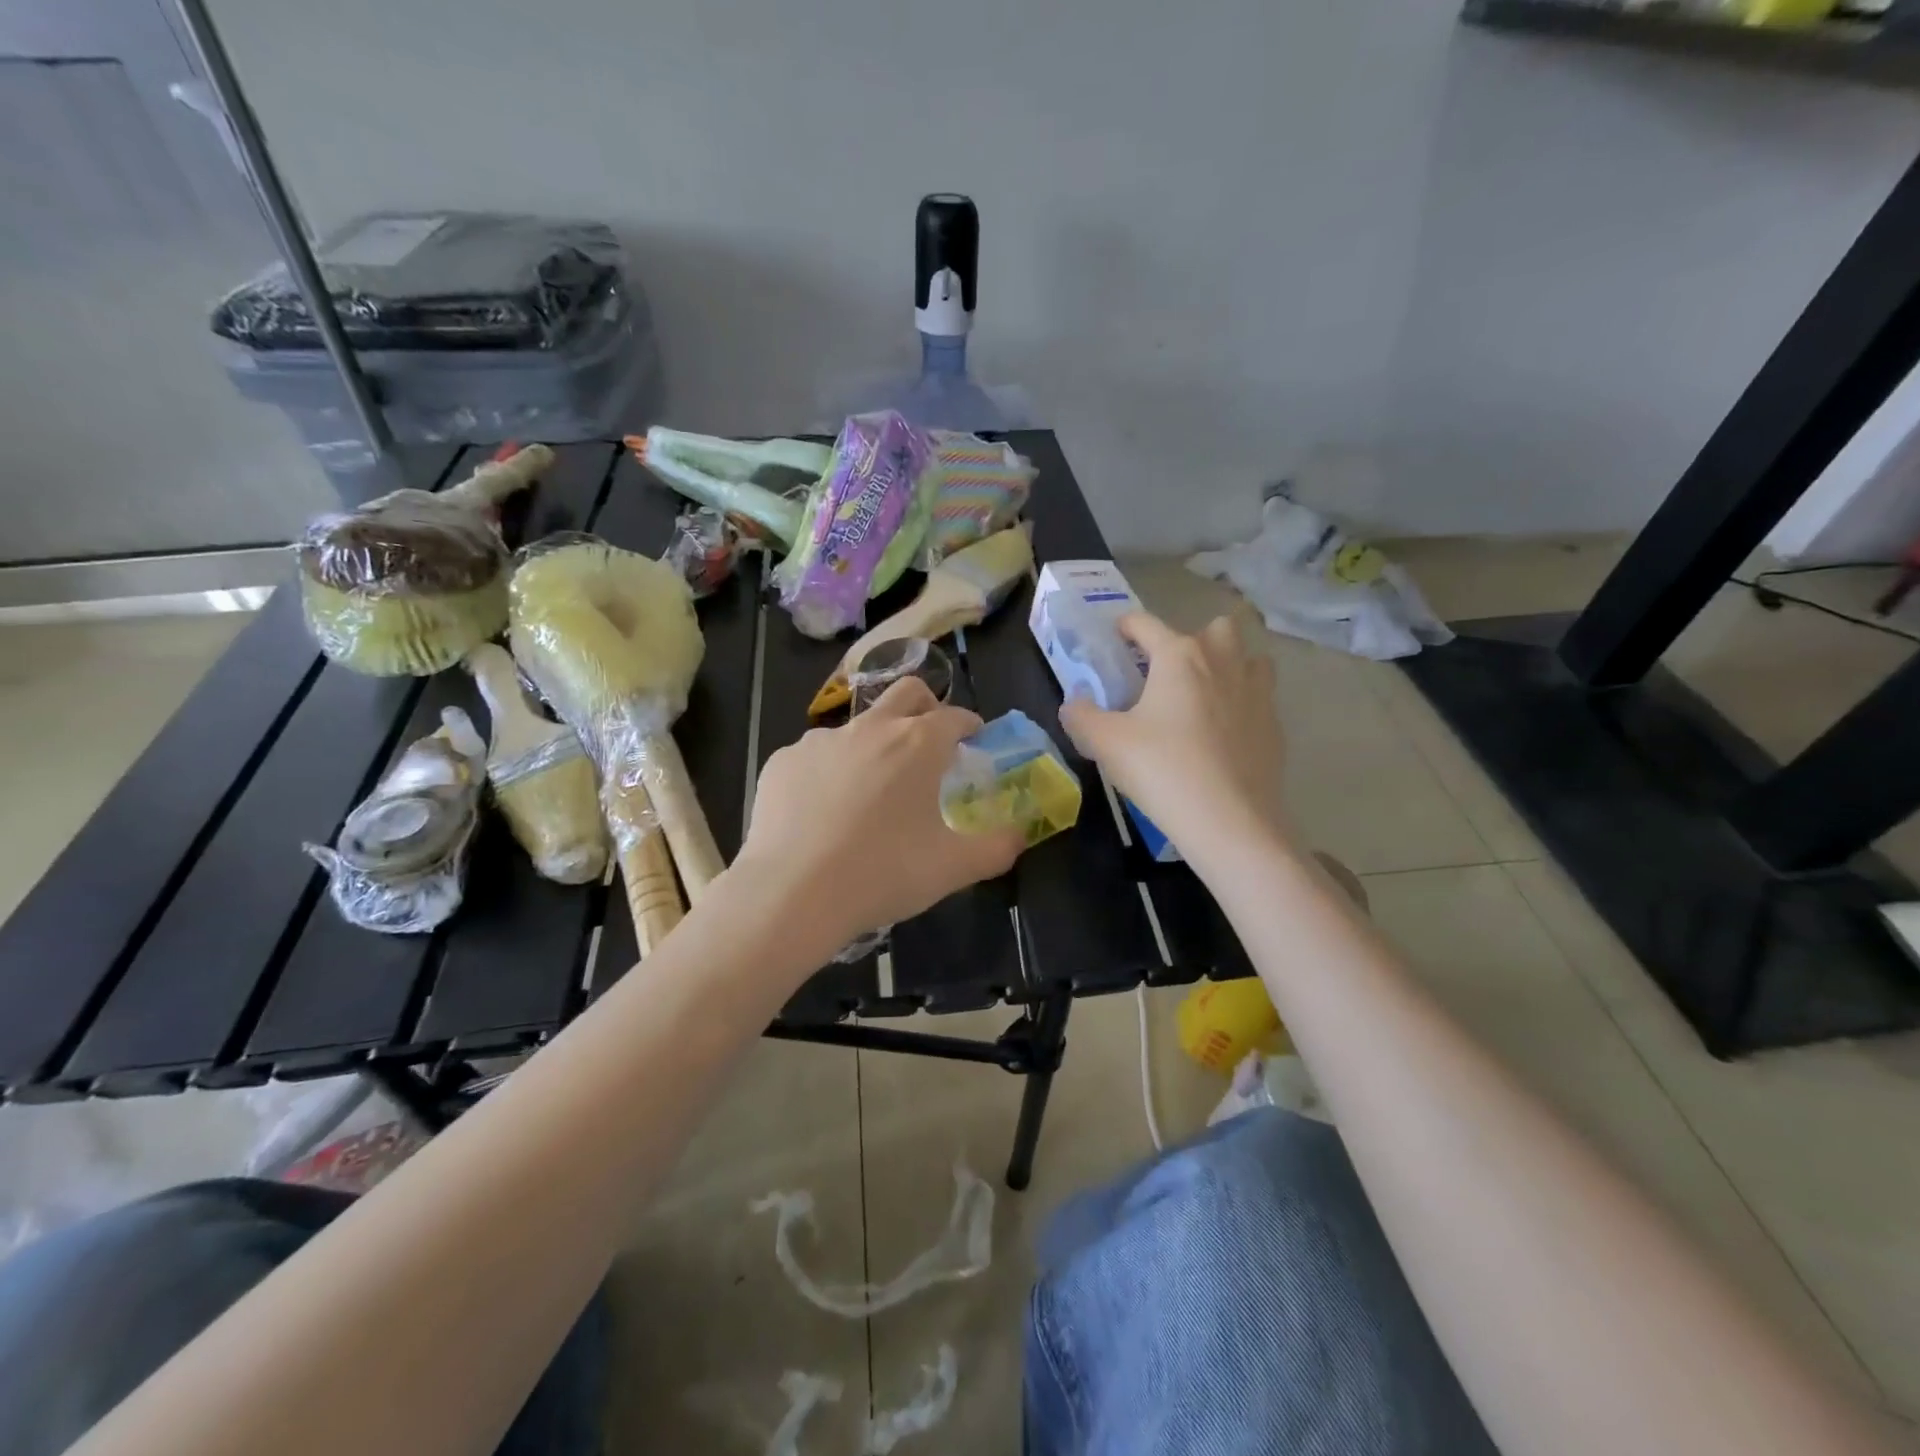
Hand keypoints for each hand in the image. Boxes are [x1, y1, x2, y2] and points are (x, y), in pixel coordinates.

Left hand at [735, 677, 1024, 953]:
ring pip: (857, 726)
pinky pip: (816, 756)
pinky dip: (829, 771)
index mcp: (917, 744)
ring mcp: (821, 740)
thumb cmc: (883, 874)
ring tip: (869, 792)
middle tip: (929, 743)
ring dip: (873, 744)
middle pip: (907, 692)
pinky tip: (823, 811)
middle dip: (926, 707)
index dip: (970, 725)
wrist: (792, 893)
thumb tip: (1019, 835)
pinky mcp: (783, 761)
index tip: (973, 741)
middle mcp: (870, 728)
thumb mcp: (954, 868)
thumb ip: (998, 847)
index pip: (955, 716)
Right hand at [1058, 613, 1289, 860]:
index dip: (1126, 625)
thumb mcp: (1105, 743)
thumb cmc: (1162, 770)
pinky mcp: (1274, 727)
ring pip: (1249, 658)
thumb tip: (1073, 705)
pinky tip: (1224, 734)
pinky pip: (1260, 698)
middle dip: (1193, 639)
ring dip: (1229, 665)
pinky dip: (1243, 704)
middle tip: (1168, 672)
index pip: (1147, 624)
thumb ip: (1082, 716)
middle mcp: (1222, 663)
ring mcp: (1256, 693)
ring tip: (1204, 695)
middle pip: (1215, 628)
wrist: (1229, 821)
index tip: (1116, 635)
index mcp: (1179, 658)